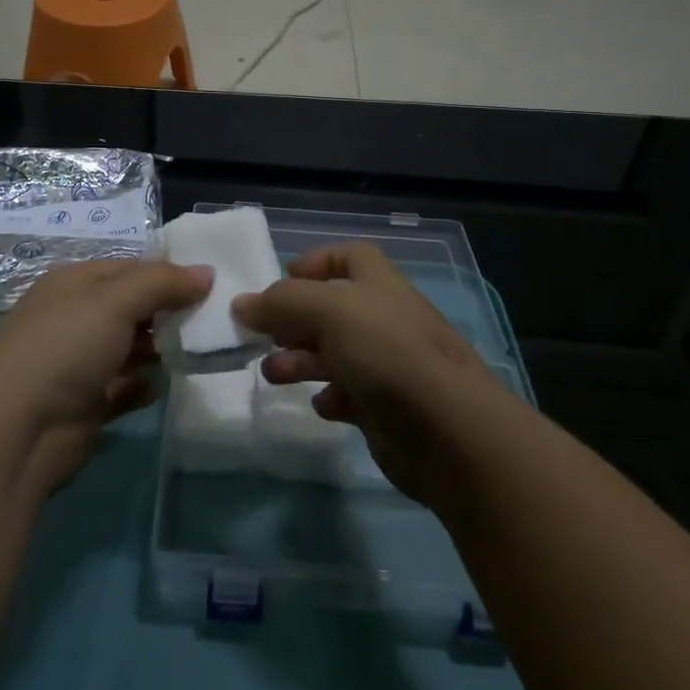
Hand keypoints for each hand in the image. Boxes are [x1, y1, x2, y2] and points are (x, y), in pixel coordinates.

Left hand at [0, 258, 212, 495]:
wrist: (17, 432)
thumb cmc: (65, 348)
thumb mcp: (115, 301)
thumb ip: (162, 283)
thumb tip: (206, 271)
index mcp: (74, 284)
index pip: (129, 267)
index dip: (168, 273)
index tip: (210, 284)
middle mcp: (74, 318)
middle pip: (131, 307)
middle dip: (168, 312)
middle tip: (212, 319)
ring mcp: (77, 363)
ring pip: (129, 348)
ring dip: (158, 350)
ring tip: (195, 351)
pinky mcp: (84, 405)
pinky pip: (122, 388)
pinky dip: (141, 387)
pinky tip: (159, 387)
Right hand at [232, 242, 501, 507]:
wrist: (448, 432)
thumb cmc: (388, 353)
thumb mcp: (330, 311)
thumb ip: (282, 303)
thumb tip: (240, 304)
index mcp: (379, 285)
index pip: (350, 256)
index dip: (317, 260)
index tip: (283, 276)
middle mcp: (385, 320)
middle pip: (334, 309)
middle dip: (295, 319)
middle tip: (263, 336)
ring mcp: (389, 365)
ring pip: (336, 353)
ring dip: (301, 360)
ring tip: (272, 375)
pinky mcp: (387, 408)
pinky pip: (350, 394)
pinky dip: (330, 396)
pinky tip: (320, 405)